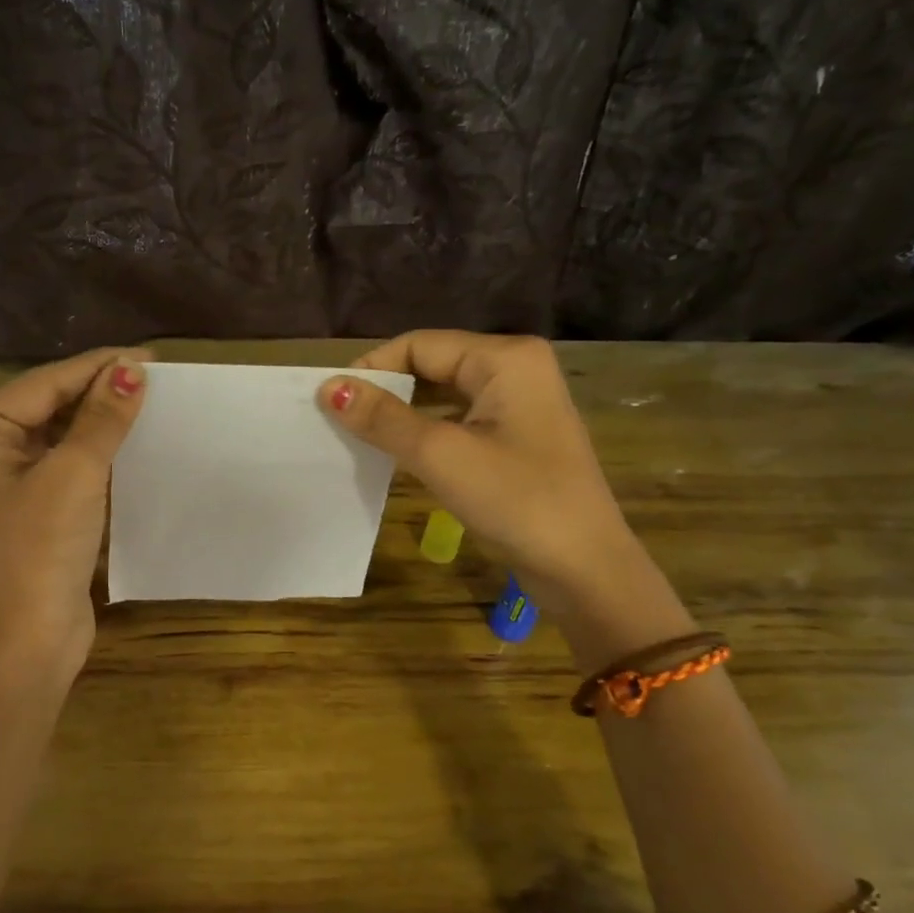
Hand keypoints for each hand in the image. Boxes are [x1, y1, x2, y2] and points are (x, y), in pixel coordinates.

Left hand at [0, 347, 149, 677]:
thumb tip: (133, 370)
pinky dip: (94, 450)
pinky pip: (62, 461)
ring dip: (99, 421)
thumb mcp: (75, 475)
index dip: (98, 367)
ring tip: (149, 401)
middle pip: (47, 404)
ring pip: (57, 432)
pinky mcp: (25, 504)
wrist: (30, 639)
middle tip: (154, 377)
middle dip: (98, 392)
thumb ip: (102, 418)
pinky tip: (129, 438)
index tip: (149, 355)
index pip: (43, 384)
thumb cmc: (40, 550)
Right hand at [319, 331, 639, 606]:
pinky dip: (425, 433)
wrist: (584, 567)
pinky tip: (397, 454)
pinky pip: (458, 421)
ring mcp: (519, 405)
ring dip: (402, 414)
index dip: (372, 368)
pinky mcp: (516, 438)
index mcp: (505, 359)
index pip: (419, 345)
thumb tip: (329, 388)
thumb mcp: (441, 455)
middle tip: (338, 421)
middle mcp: (515, 370)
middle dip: (385, 391)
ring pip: (443, 395)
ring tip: (359, 437)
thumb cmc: (516, 500)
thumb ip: (383, 418)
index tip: (329, 401)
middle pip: (432, 365)